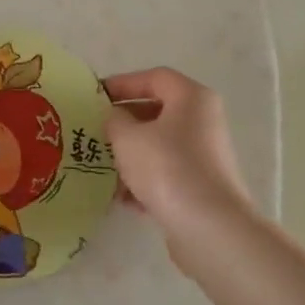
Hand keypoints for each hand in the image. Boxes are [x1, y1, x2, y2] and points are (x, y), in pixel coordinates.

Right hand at [103, 68, 259, 265]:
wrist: (209, 227)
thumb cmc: (167, 167)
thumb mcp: (127, 137)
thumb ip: (114, 120)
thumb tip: (115, 117)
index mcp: (191, 98)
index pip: (154, 77)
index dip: (122, 83)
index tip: (95, 97)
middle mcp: (203, 121)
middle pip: (157, 111)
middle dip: (123, 122)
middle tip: (95, 131)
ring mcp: (204, 155)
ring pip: (159, 145)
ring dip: (130, 154)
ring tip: (102, 167)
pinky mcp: (202, 186)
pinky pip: (166, 173)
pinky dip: (144, 180)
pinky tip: (122, 198)